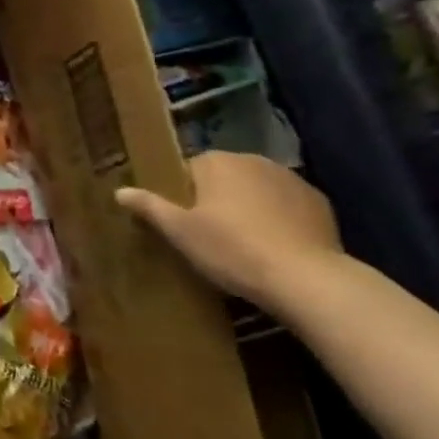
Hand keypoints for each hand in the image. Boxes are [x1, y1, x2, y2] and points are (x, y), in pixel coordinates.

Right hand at [116, 152, 345, 310]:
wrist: (306, 279)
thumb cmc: (232, 250)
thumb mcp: (181, 233)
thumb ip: (150, 207)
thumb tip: (119, 191)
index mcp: (216, 162)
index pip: (190, 170)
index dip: (186, 196)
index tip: (186, 224)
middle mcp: (253, 159)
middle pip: (225, 177)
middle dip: (219, 199)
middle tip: (213, 236)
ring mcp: (290, 178)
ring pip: (258, 189)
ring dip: (251, 207)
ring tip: (248, 244)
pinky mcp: (318, 202)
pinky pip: (288, 205)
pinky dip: (281, 219)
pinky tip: (278, 247)